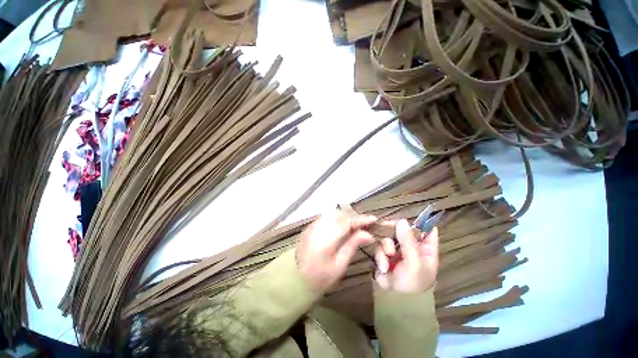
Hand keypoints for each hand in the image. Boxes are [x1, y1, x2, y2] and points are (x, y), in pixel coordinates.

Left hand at [297, 210, 375, 292]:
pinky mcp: (310, 225)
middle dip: (354, 217)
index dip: (360, 219)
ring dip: (346, 217)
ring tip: (356, 225)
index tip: (373, 219)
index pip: (346, 222)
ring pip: (333, 214)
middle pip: (340, 215)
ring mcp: (312, 225)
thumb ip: (352, 245)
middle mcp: (318, 227)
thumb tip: (368, 234)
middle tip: (366, 224)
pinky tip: (343, 226)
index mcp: (326, 239)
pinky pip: (327, 216)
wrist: (295, 277)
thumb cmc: (320, 277)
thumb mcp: (339, 265)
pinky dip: (338, 219)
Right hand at [375, 219, 438, 292]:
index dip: (419, 222)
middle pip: (402, 229)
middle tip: (388, 231)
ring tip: (388, 257)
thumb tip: (402, 220)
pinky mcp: (384, 253)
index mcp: (425, 249)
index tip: (407, 219)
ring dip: (386, 246)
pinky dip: (381, 255)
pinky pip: (380, 246)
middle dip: (394, 231)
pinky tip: (384, 266)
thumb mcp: (414, 263)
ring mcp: (397, 249)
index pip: (427, 230)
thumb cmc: (412, 283)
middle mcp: (411, 246)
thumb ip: (408, 241)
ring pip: (389, 236)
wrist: (394, 300)